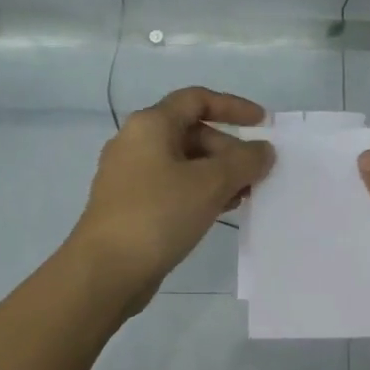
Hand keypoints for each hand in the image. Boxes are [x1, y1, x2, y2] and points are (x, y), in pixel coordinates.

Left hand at [68, 87, 273, 308]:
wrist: (106, 270)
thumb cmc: (159, 214)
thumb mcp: (210, 184)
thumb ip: (244, 161)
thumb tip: (263, 150)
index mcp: (151, 125)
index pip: (197, 99)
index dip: (233, 106)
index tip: (263, 124)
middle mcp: (136, 142)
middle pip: (192, 132)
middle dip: (229, 149)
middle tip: (256, 175)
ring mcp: (130, 175)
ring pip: (184, 163)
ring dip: (218, 174)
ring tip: (245, 196)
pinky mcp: (131, 205)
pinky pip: (173, 186)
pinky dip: (199, 192)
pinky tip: (219, 211)